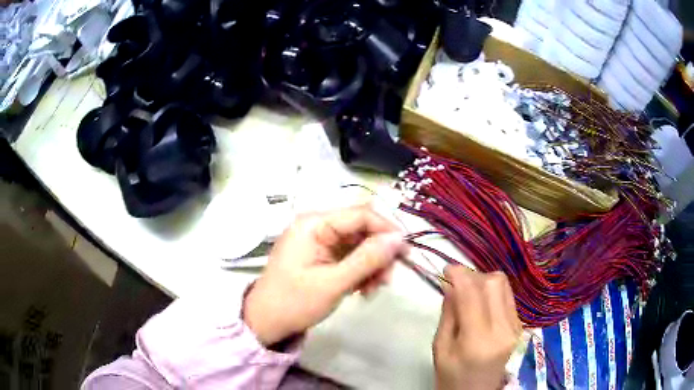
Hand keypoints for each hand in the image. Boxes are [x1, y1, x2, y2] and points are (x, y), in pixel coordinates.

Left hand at [243, 205, 408, 346]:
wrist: (266, 322)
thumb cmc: (294, 302)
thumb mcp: (333, 283)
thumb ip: (367, 259)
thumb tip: (398, 239)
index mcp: (314, 224)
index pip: (360, 215)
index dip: (386, 230)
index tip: (406, 252)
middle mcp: (317, 226)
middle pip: (361, 229)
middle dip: (379, 253)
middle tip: (389, 278)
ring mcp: (318, 241)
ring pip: (358, 245)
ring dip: (372, 265)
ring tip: (374, 289)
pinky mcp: (320, 256)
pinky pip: (349, 257)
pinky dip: (361, 271)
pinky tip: (364, 289)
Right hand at [433, 266, 521, 389]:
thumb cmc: (452, 378)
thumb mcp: (441, 349)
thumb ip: (448, 315)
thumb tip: (451, 285)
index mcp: (478, 340)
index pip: (472, 294)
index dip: (459, 274)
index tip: (447, 268)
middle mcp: (503, 329)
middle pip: (494, 283)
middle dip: (473, 275)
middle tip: (457, 283)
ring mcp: (516, 327)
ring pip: (504, 286)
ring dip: (484, 281)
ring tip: (469, 292)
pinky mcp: (520, 327)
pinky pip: (508, 298)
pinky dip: (493, 293)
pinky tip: (481, 303)